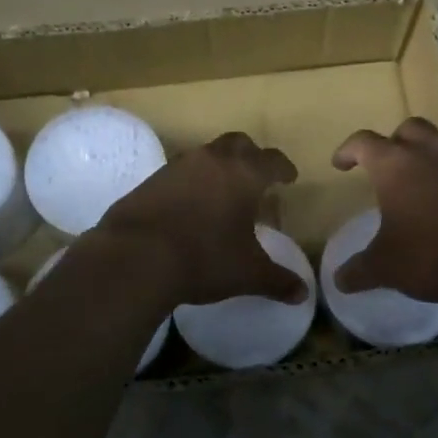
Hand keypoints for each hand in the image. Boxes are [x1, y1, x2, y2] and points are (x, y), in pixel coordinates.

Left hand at [96, 132, 305, 305]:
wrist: (136, 257)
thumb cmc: (204, 259)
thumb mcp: (247, 274)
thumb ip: (277, 280)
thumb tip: (302, 294)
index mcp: (243, 175)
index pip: (272, 161)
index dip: (283, 168)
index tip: (289, 178)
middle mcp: (212, 161)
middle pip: (238, 144)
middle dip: (251, 156)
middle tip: (257, 176)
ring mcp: (177, 166)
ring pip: (206, 155)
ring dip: (218, 167)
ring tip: (222, 193)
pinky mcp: (150, 180)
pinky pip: (179, 173)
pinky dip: (191, 182)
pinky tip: (189, 206)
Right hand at [331, 117, 437, 307]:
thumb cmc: (436, 255)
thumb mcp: (388, 268)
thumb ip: (360, 271)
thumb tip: (339, 280)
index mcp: (396, 165)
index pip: (364, 142)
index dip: (348, 150)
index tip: (341, 163)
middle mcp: (432, 152)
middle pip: (408, 129)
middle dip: (393, 142)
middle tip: (387, 167)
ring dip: (429, 159)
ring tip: (423, 189)